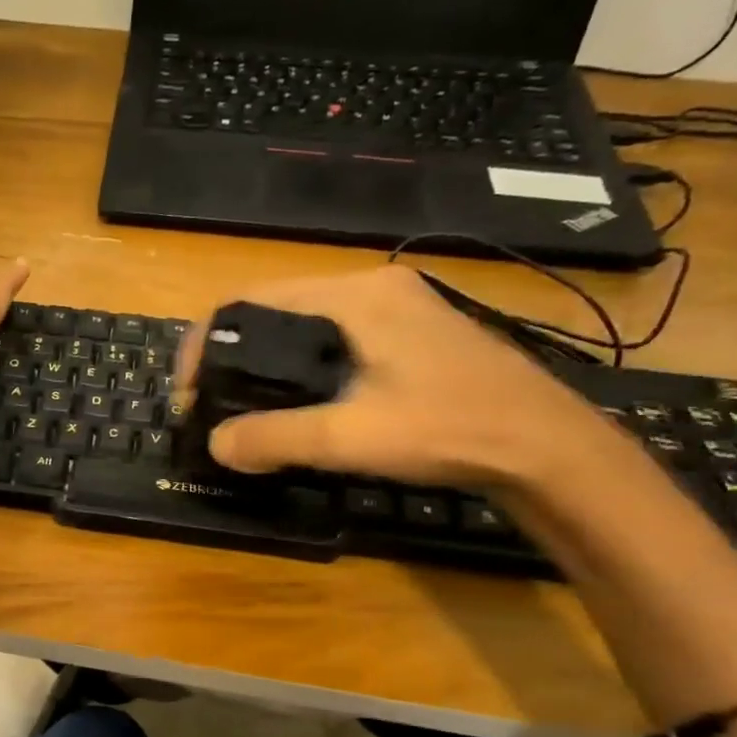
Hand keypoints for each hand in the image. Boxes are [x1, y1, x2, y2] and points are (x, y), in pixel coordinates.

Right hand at [176, 265, 607, 492]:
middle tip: (211, 403)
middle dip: (232, 355)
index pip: (251, 299)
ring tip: (244, 408)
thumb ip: (276, 438)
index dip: (206, 342)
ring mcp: (396, 310)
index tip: (188, 391)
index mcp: (354, 296)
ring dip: (265, 364)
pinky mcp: (410, 335)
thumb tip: (216, 444)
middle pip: (274, 310)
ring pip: (303, 328)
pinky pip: (333, 342)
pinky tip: (298, 406)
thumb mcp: (352, 437)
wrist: (548, 448)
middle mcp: (371, 289)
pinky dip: (300, 369)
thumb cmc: (451, 428)